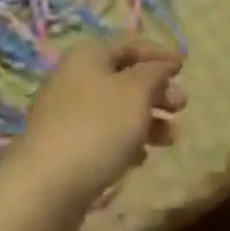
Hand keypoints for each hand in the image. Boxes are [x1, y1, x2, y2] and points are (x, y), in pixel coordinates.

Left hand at [2, 38, 185, 213]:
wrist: (45, 187)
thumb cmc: (97, 128)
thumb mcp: (135, 92)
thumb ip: (154, 73)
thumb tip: (163, 63)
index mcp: (88, 55)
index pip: (129, 43)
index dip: (158, 53)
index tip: (184, 68)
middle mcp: (74, 78)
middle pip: (123, 76)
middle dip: (156, 90)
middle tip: (181, 107)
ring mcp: (66, 114)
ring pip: (115, 108)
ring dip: (146, 119)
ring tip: (170, 139)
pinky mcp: (64, 148)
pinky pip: (102, 135)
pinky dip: (126, 141)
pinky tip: (140, 159)